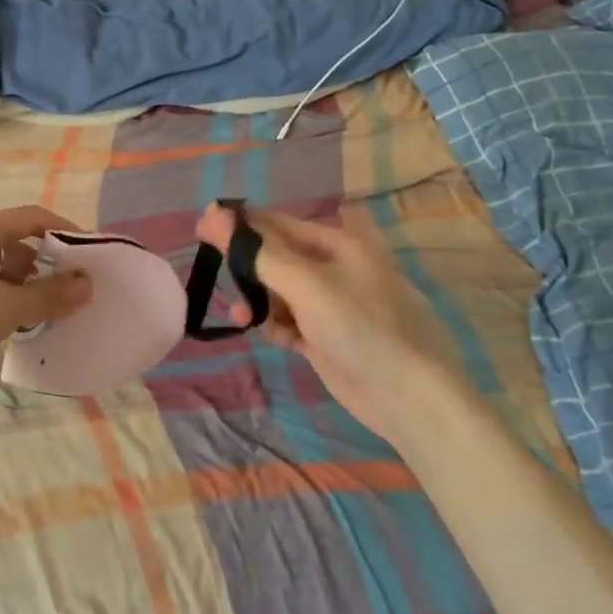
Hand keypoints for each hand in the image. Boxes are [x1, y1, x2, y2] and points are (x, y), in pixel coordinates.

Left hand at [0, 206, 93, 392]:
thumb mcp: (8, 310)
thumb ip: (50, 295)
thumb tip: (86, 285)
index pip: (31, 217)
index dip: (63, 231)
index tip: (84, 254)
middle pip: (9, 238)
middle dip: (37, 262)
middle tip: (55, 291)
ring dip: (13, 279)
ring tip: (24, 310)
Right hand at [195, 203, 472, 440]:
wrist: (411, 399)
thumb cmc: (360, 328)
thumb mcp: (306, 284)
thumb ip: (257, 251)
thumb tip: (213, 214)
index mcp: (340, 244)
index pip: (279, 224)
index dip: (240, 224)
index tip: (201, 226)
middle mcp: (337, 269)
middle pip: (278, 257)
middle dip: (247, 265)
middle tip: (210, 267)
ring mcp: (334, 305)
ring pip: (281, 292)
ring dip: (259, 300)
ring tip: (242, 316)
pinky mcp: (329, 338)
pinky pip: (292, 321)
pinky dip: (278, 325)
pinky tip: (275, 337)